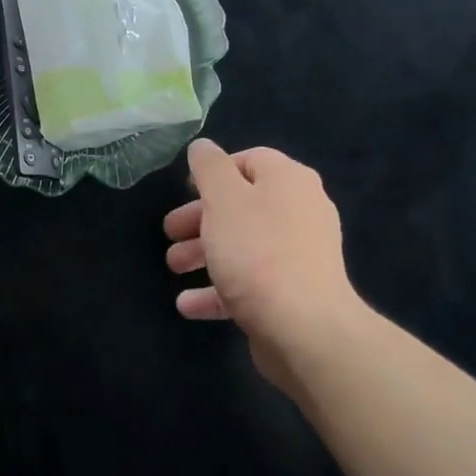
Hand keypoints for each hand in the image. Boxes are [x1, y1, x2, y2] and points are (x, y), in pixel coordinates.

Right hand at [163, 140, 360, 384]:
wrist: (305, 329)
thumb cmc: (257, 251)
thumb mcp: (223, 198)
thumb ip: (209, 167)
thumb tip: (202, 147)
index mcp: (288, 180)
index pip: (250, 160)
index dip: (215, 171)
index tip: (186, 189)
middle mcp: (299, 212)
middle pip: (242, 205)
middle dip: (200, 218)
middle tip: (169, 232)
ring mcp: (299, 256)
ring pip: (243, 245)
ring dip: (204, 253)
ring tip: (173, 267)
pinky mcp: (292, 294)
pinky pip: (250, 283)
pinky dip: (218, 290)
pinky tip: (187, 305)